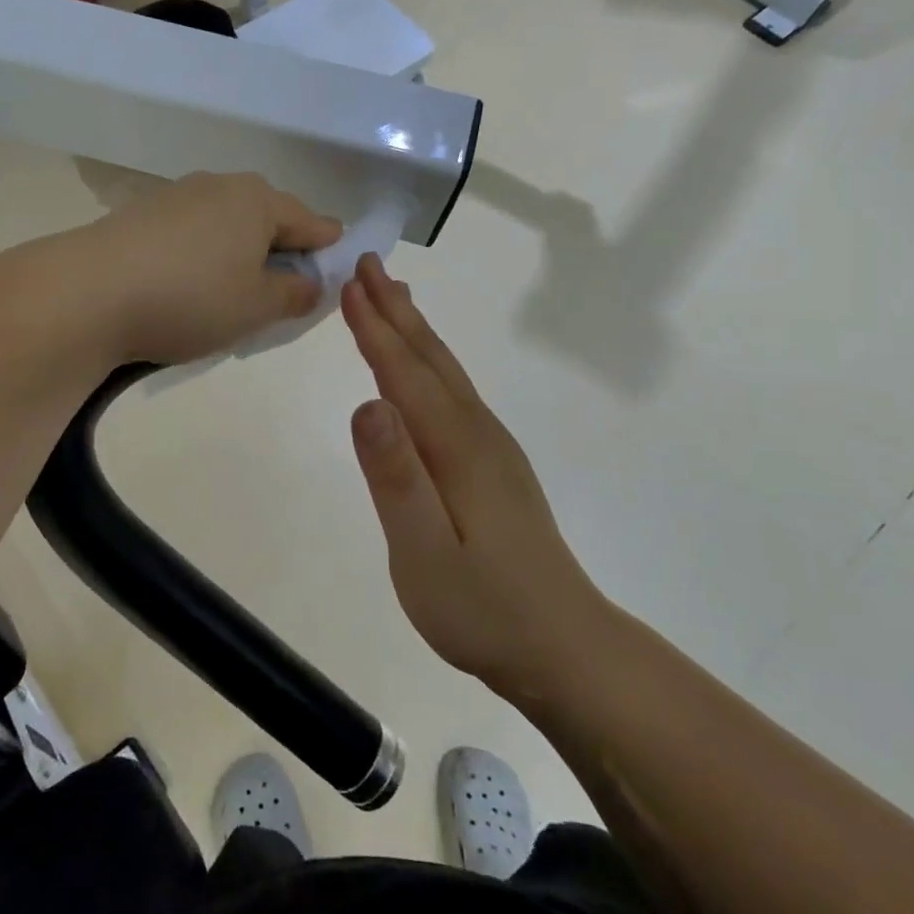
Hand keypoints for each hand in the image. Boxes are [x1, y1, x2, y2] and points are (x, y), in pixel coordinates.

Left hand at [64, 172, 342, 367]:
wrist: (89, 292)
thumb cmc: (190, 298)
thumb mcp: (256, 307)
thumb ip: (294, 294)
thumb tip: (311, 283)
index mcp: (258, 201)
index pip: (310, 221)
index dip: (328, 247)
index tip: (336, 267)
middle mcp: (220, 186)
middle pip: (267, 217)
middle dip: (282, 249)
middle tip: (285, 289)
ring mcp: (177, 195)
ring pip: (228, 223)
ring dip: (241, 251)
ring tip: (236, 290)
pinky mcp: (143, 213)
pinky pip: (194, 231)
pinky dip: (206, 253)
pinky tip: (192, 283)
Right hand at [341, 254, 607, 698]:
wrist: (564, 649)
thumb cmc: (483, 608)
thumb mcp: (424, 552)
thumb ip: (394, 476)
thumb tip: (366, 402)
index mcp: (455, 447)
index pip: (404, 374)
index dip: (375, 328)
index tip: (349, 284)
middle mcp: (477, 433)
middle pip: (430, 359)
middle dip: (396, 310)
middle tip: (368, 264)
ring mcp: (491, 448)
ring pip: (446, 372)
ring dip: (415, 330)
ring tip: (394, 296)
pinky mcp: (494, 465)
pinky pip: (454, 393)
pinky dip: (431, 363)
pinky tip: (424, 369)